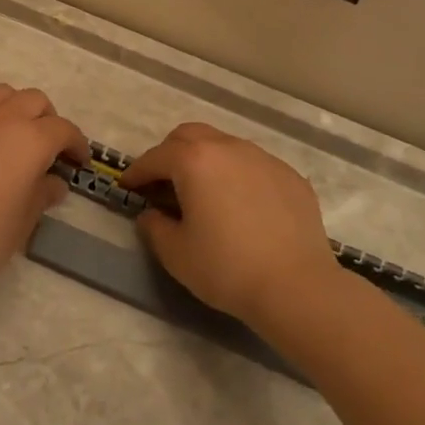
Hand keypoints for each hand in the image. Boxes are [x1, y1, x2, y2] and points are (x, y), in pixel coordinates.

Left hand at [0, 84, 89, 296]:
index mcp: (32, 139)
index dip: (75, 144)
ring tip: (8, 132)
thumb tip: (53, 182)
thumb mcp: (25, 220)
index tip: (77, 161)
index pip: (64, 130)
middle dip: (46, 120)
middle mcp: (3, 115)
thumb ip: (43, 193)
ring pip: (0, 93)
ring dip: (12, 108)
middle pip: (34, 100)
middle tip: (44, 146)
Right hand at [121, 122, 337, 325]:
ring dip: (205, 161)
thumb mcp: (176, 253)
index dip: (137, 172)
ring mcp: (263, 159)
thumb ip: (154, 226)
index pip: (155, 158)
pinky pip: (253, 165)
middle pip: (189, 136)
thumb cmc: (227, 268)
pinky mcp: (290, 176)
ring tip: (202, 191)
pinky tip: (240, 205)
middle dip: (169, 154)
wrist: (297, 288)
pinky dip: (237, 175)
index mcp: (194, 160)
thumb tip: (152, 214)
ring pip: (224, 145)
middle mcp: (228, 148)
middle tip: (162, 182)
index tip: (127, 186)